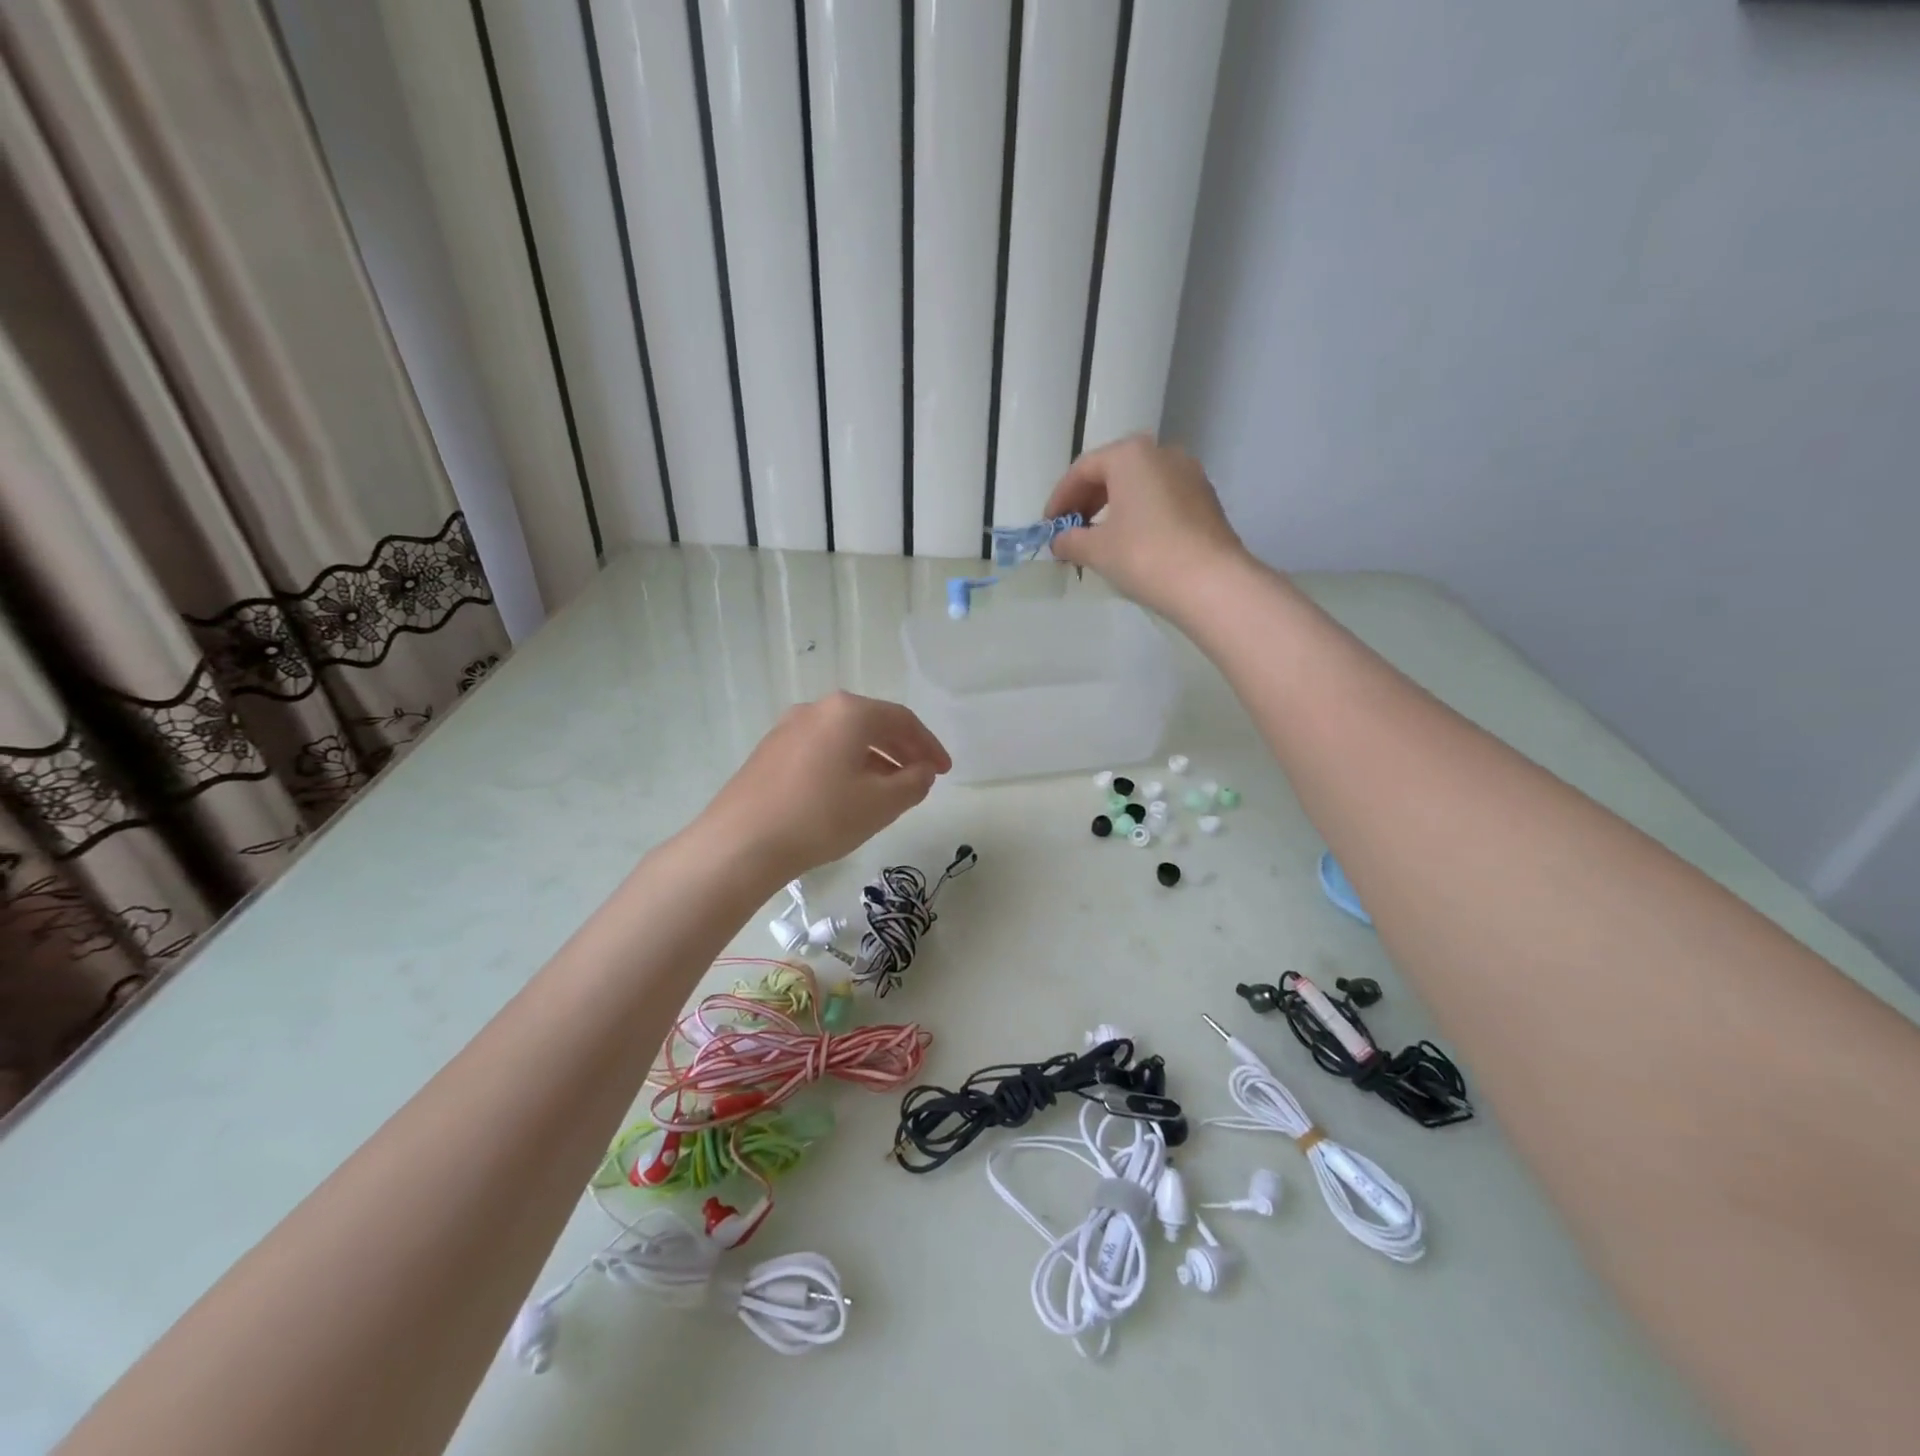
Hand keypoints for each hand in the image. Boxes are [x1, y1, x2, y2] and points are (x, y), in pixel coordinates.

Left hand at [696, 692, 950, 882]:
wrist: (741, 842)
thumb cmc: (821, 817)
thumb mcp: (881, 804)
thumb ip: (913, 783)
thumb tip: (923, 771)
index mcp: (849, 711)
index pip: (902, 720)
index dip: (929, 745)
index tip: (945, 770)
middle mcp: (818, 709)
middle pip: (872, 723)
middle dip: (902, 750)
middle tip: (922, 776)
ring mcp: (788, 727)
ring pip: (845, 737)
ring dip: (874, 758)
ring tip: (890, 788)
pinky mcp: (770, 751)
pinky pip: (821, 748)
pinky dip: (845, 764)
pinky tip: (848, 792)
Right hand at [1043, 435, 1251, 618]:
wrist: (1210, 582)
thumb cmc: (1144, 555)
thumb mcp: (1096, 550)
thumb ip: (1070, 540)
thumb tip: (1059, 541)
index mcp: (1130, 455)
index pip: (1083, 470)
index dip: (1060, 498)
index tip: (1048, 526)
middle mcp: (1162, 453)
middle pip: (1113, 472)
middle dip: (1087, 501)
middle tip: (1070, 532)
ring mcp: (1189, 474)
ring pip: (1139, 485)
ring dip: (1113, 508)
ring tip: (1098, 540)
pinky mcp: (1205, 499)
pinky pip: (1161, 499)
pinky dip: (1139, 515)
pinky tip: (1131, 543)